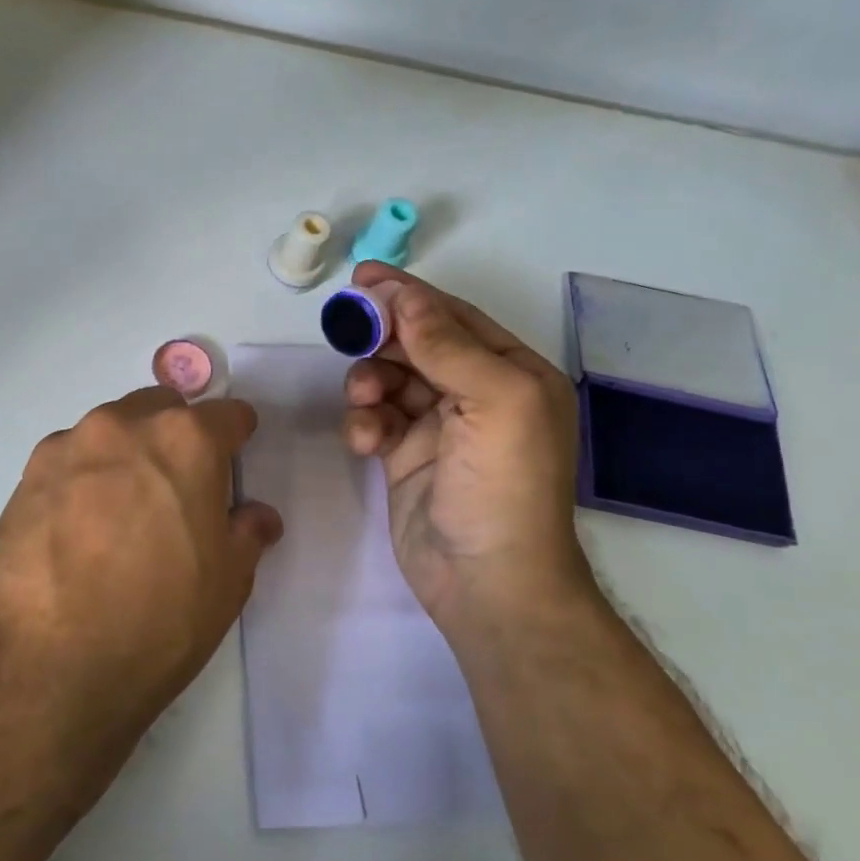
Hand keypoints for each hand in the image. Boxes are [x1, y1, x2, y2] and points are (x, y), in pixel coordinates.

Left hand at [0, 387, 283, 738]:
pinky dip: (82, 479)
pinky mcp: (25, 476)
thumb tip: (256, 516)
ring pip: (111, 431)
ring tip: (121, 514)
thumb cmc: (156, 623)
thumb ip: (246, 534)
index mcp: (186, 441)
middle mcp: (124, 426)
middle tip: (177, 490)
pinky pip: (69, 461)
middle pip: (162, 410)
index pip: (227, 414)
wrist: (42, 667)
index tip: (233, 459)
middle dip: (176, 436)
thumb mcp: (226, 585)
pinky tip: (76, 530)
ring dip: (126, 454)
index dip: (236, 437)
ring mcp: (67, 446)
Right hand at [341, 264, 589, 640]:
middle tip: (347, 331)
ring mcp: (438, 427)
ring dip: (369, 381)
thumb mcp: (495, 401)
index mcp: (512, 373)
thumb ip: (448, 345)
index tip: (362, 278)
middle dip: (382, 337)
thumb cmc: (504, 485)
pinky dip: (364, 422)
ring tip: (363, 398)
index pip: (454, 318)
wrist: (486, 582)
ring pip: (389, 379)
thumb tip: (406, 298)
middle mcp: (477, 394)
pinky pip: (375, 419)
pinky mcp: (404, 456)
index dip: (409, 294)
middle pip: (417, 344)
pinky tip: (363, 441)